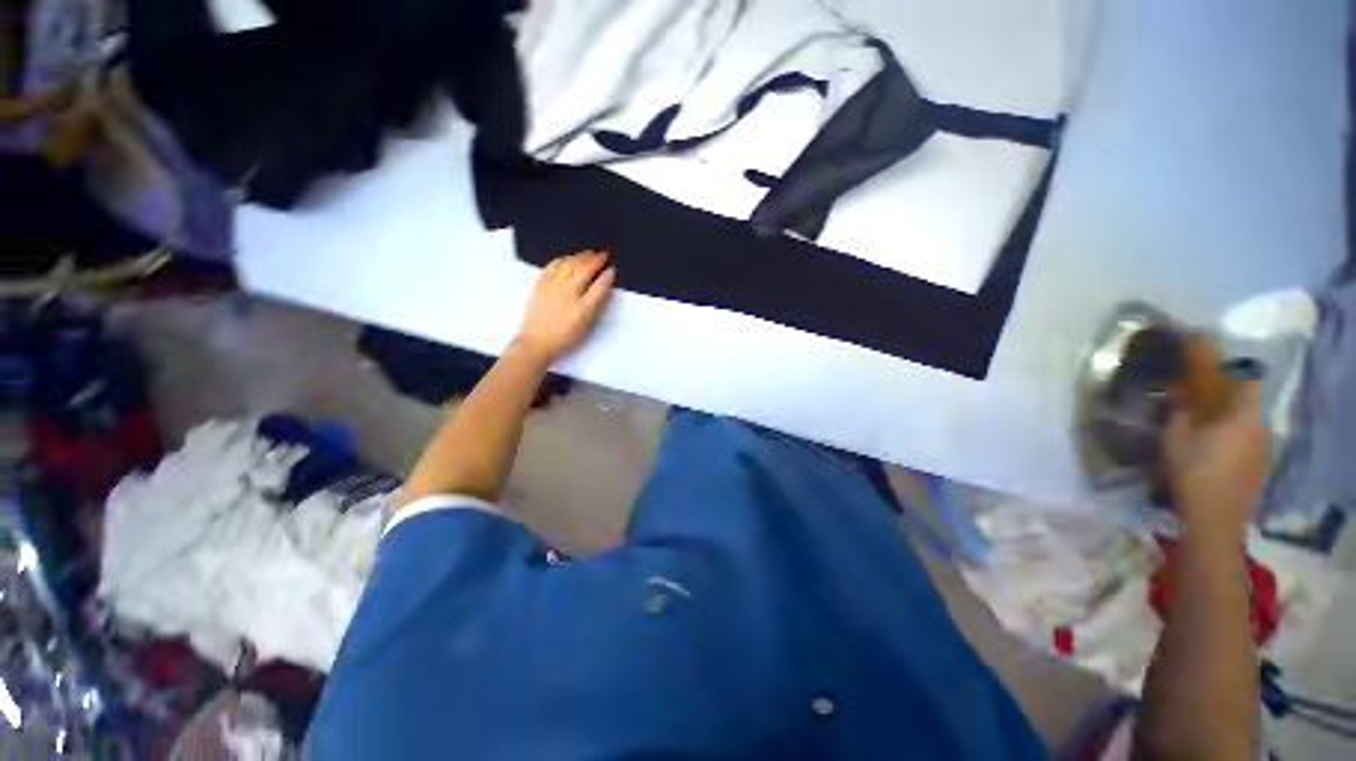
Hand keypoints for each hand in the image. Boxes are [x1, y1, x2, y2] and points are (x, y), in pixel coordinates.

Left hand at [512, 250, 614, 363]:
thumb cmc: (565, 339)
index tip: (612, 270)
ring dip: (582, 256)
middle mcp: (569, 294)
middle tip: (604, 255)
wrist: (536, 342)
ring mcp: (553, 287)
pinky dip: (564, 259)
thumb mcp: (587, 328)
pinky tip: (570, 258)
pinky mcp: (540, 284)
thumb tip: (603, 289)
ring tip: (590, 253)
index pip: (600, 286)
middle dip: (597, 260)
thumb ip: (596, 307)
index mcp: (583, 309)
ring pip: (570, 264)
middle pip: (585, 270)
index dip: (607, 276)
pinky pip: (553, 265)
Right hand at [1164, 380, 1267, 538]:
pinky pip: (1248, 439)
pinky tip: (1214, 445)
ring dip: (1230, 415)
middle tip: (1201, 393)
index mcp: (1244, 415)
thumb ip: (1179, 412)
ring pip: (1249, 421)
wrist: (1215, 518)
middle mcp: (1260, 426)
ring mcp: (1263, 448)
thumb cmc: (1194, 472)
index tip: (1208, 364)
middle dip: (1226, 393)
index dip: (1229, 368)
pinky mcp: (1259, 465)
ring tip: (1205, 421)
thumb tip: (1179, 393)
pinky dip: (1233, 434)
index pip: (1246, 378)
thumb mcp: (1175, 438)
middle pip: (1248, 400)